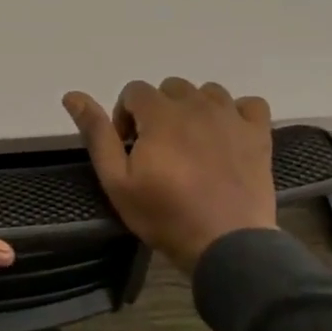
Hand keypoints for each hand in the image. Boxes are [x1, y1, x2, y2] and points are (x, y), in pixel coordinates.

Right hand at [63, 79, 278, 275]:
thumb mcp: (117, 180)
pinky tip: (227, 135)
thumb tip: (72, 96)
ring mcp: (232, 118)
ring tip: (190, 142)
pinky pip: (249, 104)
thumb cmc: (164, 214)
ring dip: (194, 108)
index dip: (125, 116)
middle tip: (157, 147)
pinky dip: (236, 113)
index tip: (129, 147)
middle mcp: (197, 106)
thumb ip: (97, 134)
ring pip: (208, 92)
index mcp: (160, 114)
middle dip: (158, 110)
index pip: (135, 90)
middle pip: (171, 87)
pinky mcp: (259, 135)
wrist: (226, 243)